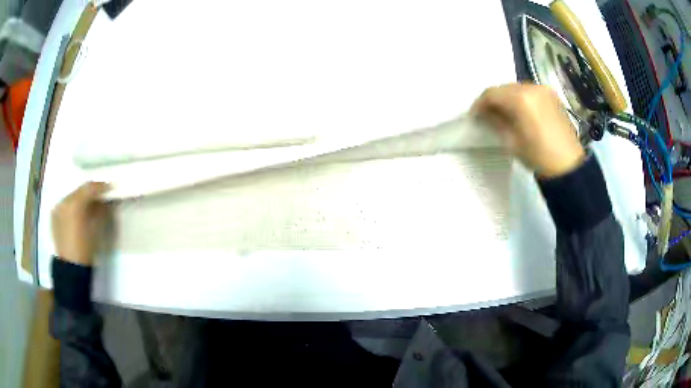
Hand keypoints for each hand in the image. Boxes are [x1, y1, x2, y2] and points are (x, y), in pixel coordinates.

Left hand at [52, 182, 110, 265]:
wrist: (71, 267)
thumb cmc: (86, 249)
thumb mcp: (96, 228)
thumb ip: (100, 210)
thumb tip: (104, 201)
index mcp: (75, 203)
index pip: (90, 187)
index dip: (101, 186)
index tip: (110, 187)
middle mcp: (65, 201)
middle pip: (79, 190)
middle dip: (90, 192)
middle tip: (99, 196)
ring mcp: (58, 207)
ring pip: (72, 197)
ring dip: (81, 199)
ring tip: (88, 206)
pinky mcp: (54, 215)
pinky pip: (65, 205)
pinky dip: (72, 206)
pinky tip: (77, 214)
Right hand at [471, 83, 584, 177]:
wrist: (569, 166)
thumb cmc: (538, 157)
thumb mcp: (512, 142)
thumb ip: (495, 122)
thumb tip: (485, 114)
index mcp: (520, 99)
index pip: (492, 93)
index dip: (480, 104)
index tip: (474, 115)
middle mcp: (531, 87)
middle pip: (504, 88)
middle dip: (494, 100)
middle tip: (488, 114)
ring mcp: (544, 90)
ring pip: (517, 88)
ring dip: (508, 98)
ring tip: (504, 113)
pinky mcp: (552, 95)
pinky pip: (530, 91)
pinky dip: (522, 98)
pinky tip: (521, 111)